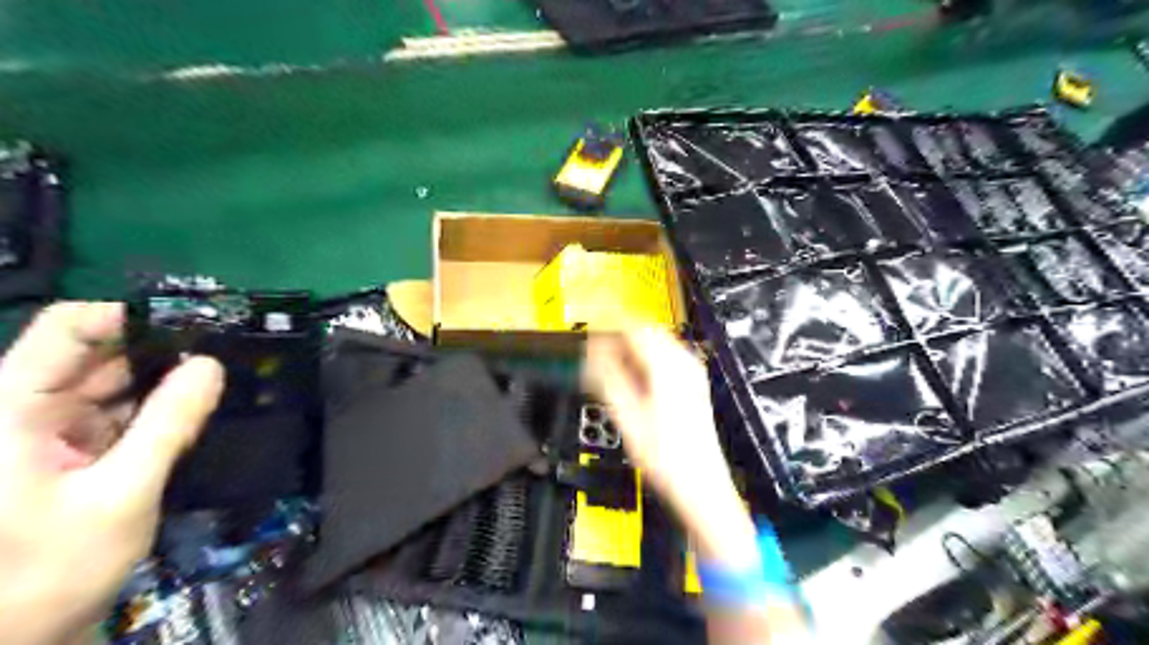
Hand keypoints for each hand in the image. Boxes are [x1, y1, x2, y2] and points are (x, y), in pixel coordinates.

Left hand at [0, 302, 223, 644]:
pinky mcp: (71, 449)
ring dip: (166, 377)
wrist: (16, 636)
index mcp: (12, 410)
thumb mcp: (122, 493)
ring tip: (222, 371)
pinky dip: (159, 406)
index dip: (129, 316)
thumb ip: (170, 424)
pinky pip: (121, 411)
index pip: (68, 330)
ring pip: (114, 382)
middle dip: (162, 347)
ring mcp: (48, 429)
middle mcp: (25, 409)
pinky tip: (198, 403)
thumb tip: (212, 366)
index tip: (196, 322)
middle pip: (97, 353)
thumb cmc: (49, 570)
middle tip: (227, 346)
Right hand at [584, 331, 759, 566]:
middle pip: (647, 330)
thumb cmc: (667, 460)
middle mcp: (684, 365)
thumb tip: (592, 357)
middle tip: (596, 347)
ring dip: (631, 346)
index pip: (634, 328)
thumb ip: (608, 381)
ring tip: (609, 362)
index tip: (590, 329)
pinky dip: (644, 357)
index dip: (607, 325)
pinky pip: (665, 356)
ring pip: (657, 341)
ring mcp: (692, 374)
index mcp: (667, 368)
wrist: (700, 485)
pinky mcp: (693, 384)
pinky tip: (632, 374)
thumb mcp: (627, 419)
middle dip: (618, 334)